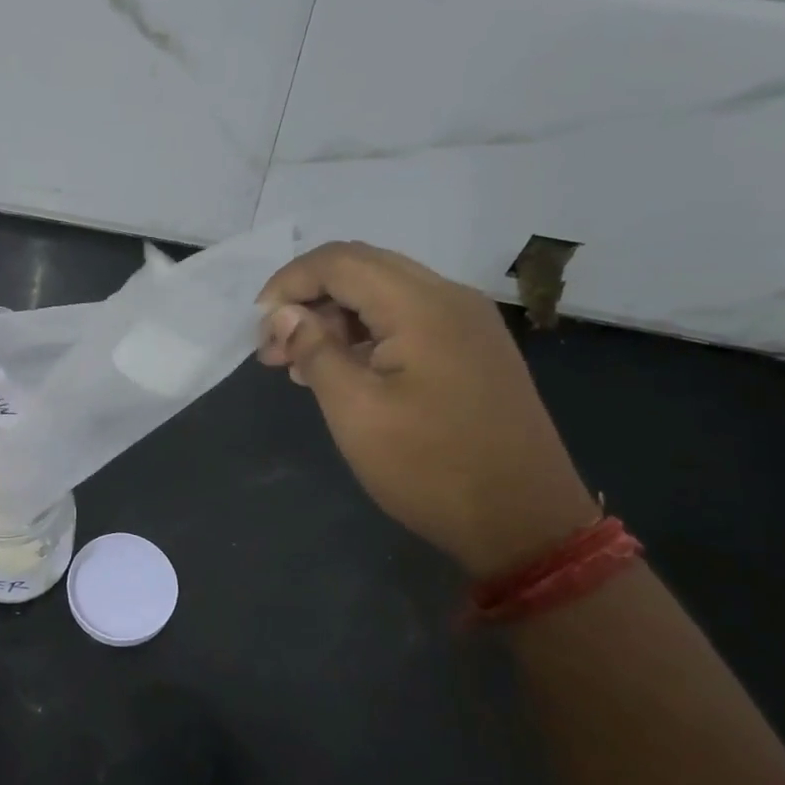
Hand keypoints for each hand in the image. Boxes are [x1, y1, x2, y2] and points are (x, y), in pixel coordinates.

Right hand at [258, 242, 599, 578]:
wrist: (525, 523)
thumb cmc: (430, 467)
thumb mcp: (356, 411)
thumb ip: (314, 352)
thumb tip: (284, 315)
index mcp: (423, 306)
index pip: (340, 261)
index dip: (289, 282)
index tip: (258, 326)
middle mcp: (450, 298)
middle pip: (362, 269)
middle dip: (308, 299)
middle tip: (273, 348)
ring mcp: (467, 323)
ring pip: (384, 294)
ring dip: (335, 318)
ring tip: (297, 364)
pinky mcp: (473, 349)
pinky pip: (407, 319)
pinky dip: (365, 334)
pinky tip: (340, 371)